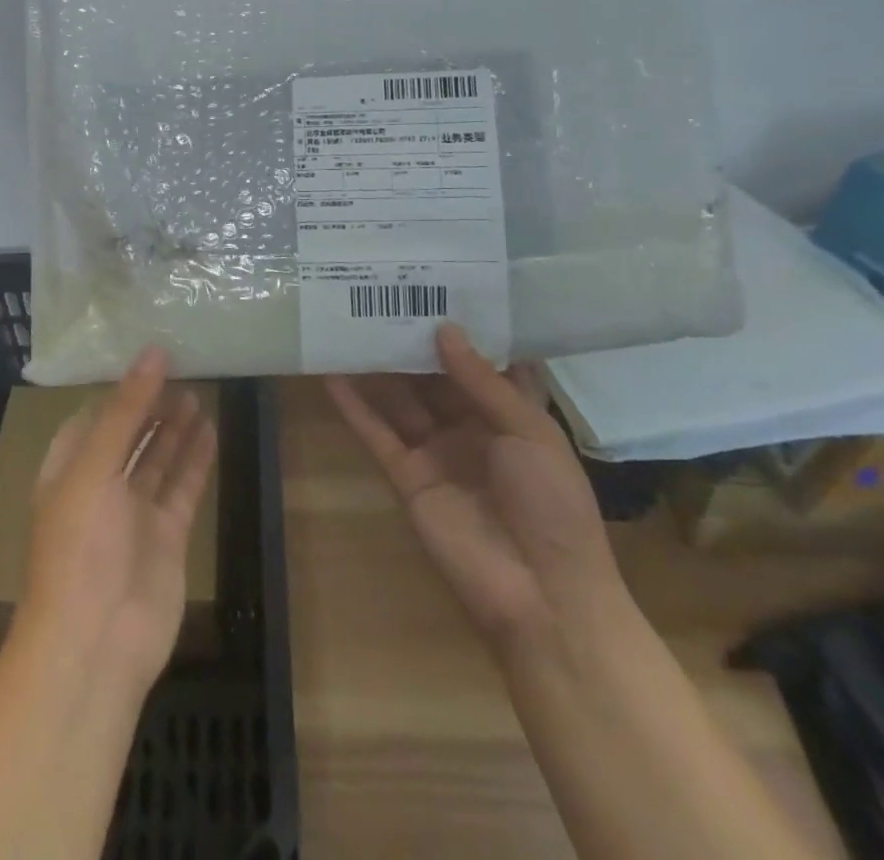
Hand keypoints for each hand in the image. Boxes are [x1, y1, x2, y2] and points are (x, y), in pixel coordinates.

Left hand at [18, 348, 217, 696]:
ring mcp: (134, 513)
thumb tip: (153, 352)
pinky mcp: (166, 535)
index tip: (145, 358)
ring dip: (174, 427)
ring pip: (157, 458)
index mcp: (67, 471)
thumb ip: (126, 409)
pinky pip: (182, 486)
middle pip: (128, 435)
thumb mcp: (94, 467)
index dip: (116, 390)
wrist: (96, 644)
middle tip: (180, 367)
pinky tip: (209, 428)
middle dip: (149, 405)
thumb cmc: (80, 546)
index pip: (91, 418)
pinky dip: (195, 459)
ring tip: (196, 391)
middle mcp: (99, 488)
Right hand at [326, 324, 624, 654]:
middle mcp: (471, 428)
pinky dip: (353, 406)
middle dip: (411, 340)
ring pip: (400, 399)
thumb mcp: (530, 432)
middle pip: (433, 376)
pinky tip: (330, 373)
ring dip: (377, 366)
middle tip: (380, 293)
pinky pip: (376, 433)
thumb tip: (444, 328)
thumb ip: (482, 380)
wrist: (543, 597)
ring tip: (348, 321)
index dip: (462, 328)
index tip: (436, 286)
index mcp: (511, 416)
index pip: (482, 362)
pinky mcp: (406, 476)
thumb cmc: (552, 504)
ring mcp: (436, 452)